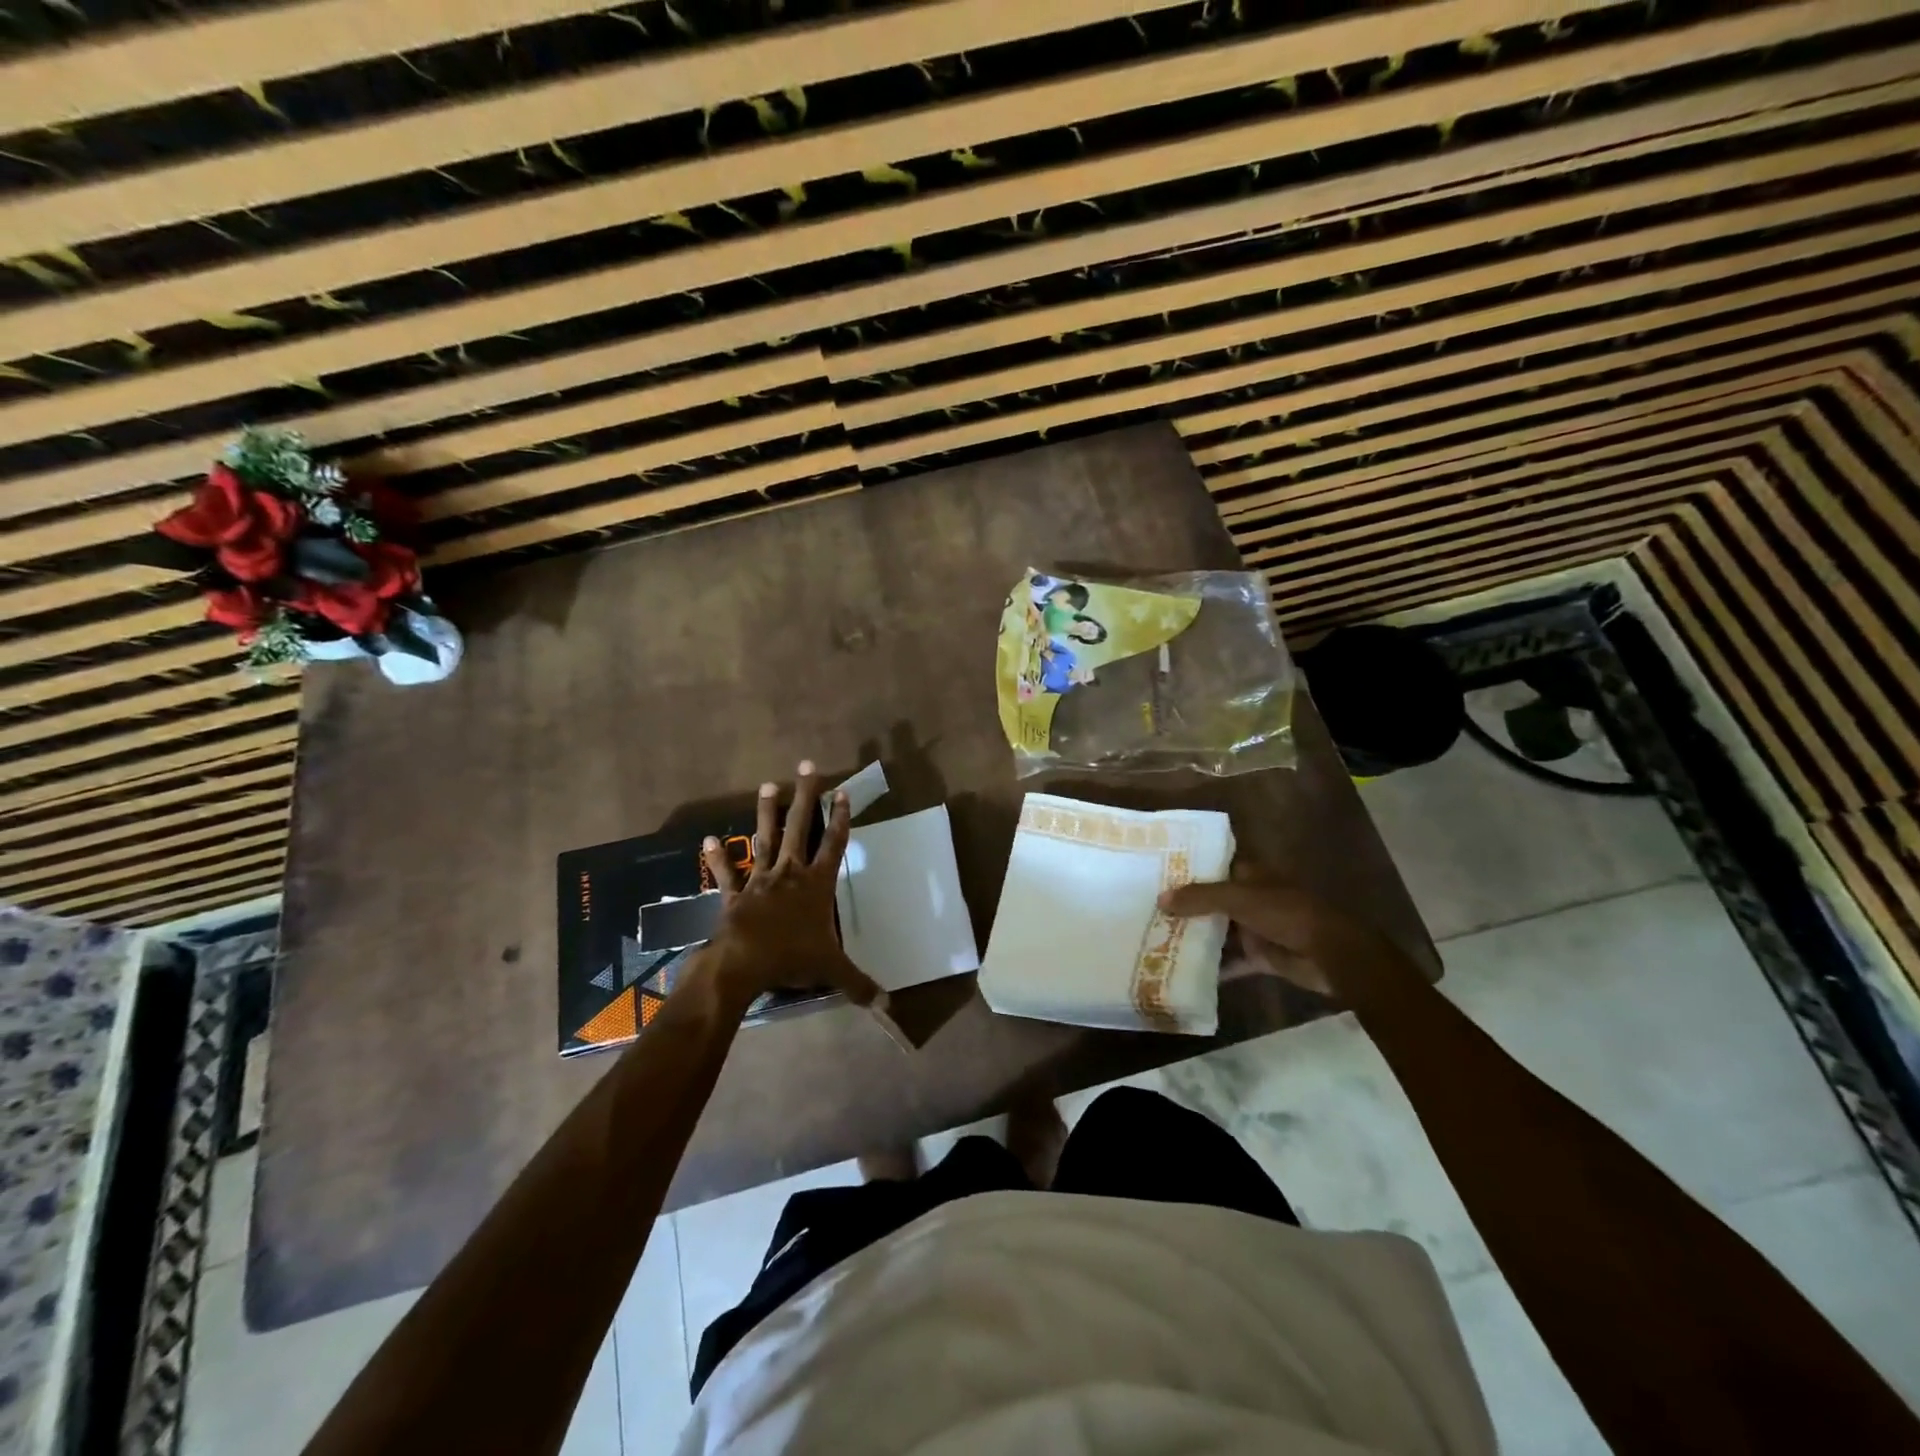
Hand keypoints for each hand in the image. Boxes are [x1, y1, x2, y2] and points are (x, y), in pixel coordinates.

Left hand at [695, 761, 881, 1015]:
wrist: (743, 963)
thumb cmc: (792, 958)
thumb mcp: (833, 970)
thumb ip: (861, 985)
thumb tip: (889, 1005)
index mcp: (817, 884)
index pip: (834, 844)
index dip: (840, 818)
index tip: (843, 792)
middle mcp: (790, 873)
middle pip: (800, 827)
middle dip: (806, 796)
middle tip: (807, 766)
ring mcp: (761, 880)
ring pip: (765, 839)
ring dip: (766, 812)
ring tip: (766, 784)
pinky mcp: (735, 894)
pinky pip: (726, 872)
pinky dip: (717, 858)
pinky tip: (707, 840)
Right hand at [1158, 871, 1419, 1003]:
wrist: (1332, 954)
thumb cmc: (1287, 913)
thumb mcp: (1239, 899)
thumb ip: (1200, 898)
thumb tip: (1161, 899)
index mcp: (1249, 874)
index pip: (1212, 864)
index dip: (1187, 867)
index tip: (1154, 871)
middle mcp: (1250, 898)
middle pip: (1210, 900)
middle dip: (1183, 905)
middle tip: (1145, 908)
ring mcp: (1255, 928)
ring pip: (1218, 930)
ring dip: (1194, 936)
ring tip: (1155, 939)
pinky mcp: (1261, 956)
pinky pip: (1231, 961)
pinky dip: (1213, 968)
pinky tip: (1183, 973)